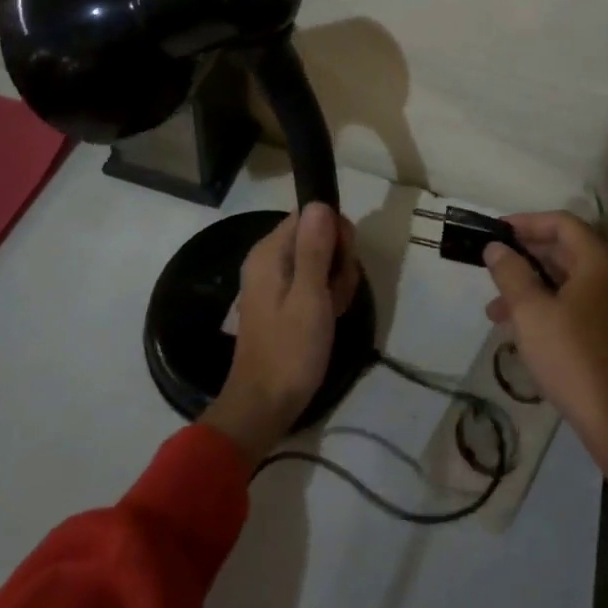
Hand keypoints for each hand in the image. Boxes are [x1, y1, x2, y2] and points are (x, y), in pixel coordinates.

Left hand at [202, 203, 359, 466]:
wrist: (264, 406)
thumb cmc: (290, 350)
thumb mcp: (310, 297)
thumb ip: (315, 248)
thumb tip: (320, 202)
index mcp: (270, 251)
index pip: (311, 214)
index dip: (334, 232)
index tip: (343, 262)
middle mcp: (269, 258)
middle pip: (317, 235)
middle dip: (338, 259)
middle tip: (337, 293)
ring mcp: (275, 280)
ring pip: (320, 259)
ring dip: (336, 280)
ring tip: (334, 310)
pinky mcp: (282, 300)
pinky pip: (312, 281)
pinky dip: (326, 295)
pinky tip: (330, 317)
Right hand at [487, 212, 607, 573]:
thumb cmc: (574, 359)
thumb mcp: (531, 313)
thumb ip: (511, 274)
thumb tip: (496, 248)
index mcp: (598, 264)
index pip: (563, 223)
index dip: (528, 221)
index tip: (497, 231)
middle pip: (566, 251)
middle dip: (525, 256)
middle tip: (492, 265)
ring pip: (567, 283)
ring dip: (530, 287)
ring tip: (494, 309)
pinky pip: (574, 308)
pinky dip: (545, 309)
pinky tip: (520, 333)